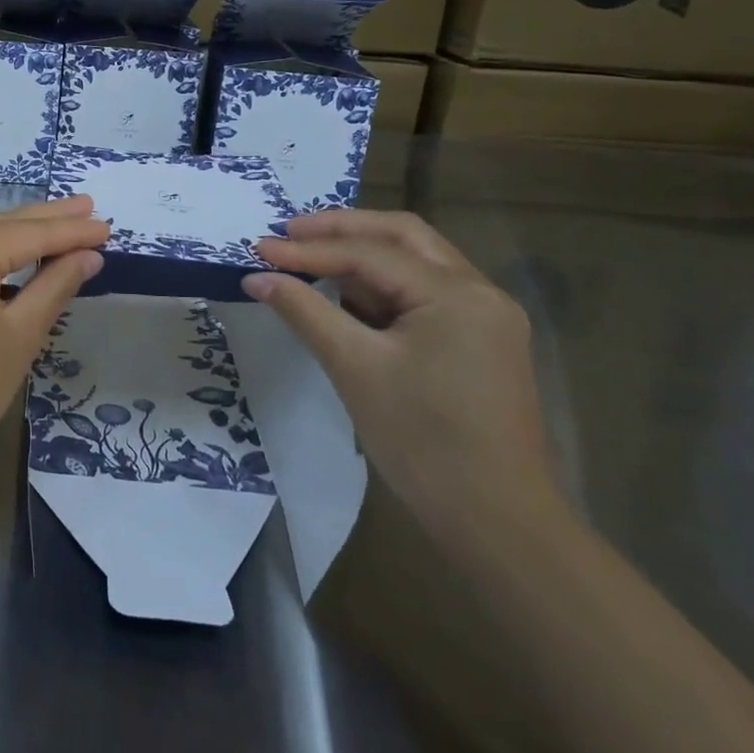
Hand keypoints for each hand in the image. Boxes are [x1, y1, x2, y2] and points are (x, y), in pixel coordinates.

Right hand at [245, 210, 562, 552]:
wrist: (496, 522)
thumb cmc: (423, 442)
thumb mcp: (355, 368)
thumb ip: (304, 312)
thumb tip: (257, 277)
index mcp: (457, 294)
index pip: (370, 253)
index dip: (309, 249)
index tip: (259, 248)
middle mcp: (480, 291)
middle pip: (403, 236)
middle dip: (342, 229)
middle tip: (289, 232)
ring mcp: (487, 315)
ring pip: (417, 260)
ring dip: (363, 252)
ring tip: (310, 255)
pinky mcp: (481, 340)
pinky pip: (425, 292)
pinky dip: (383, 283)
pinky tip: (348, 293)